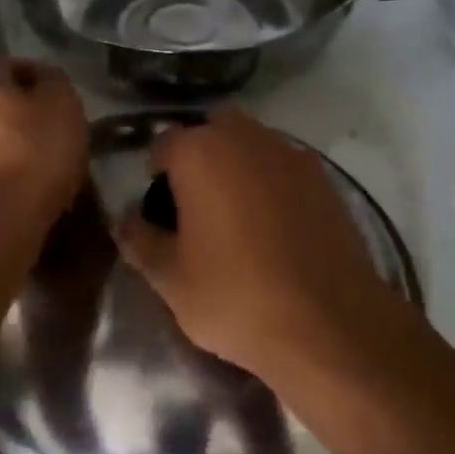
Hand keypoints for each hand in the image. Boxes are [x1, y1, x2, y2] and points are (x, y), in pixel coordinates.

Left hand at [0, 60, 87, 233]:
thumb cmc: (35, 154)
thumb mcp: (63, 106)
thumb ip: (56, 82)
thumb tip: (46, 78)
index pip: (15, 65)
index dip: (44, 79)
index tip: (67, 101)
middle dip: (28, 115)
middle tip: (59, 134)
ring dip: (15, 147)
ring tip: (47, 168)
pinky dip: (5, 177)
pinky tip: (26, 193)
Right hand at [113, 109, 403, 380]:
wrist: (329, 323)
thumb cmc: (235, 297)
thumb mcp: (170, 279)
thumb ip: (139, 240)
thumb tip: (125, 220)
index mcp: (201, 152)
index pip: (164, 143)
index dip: (155, 174)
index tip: (159, 211)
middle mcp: (247, 138)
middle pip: (212, 130)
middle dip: (199, 157)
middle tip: (196, 206)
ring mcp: (292, 155)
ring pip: (253, 144)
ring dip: (238, 166)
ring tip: (236, 217)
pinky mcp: (326, 179)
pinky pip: (285, 166)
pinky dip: (272, 183)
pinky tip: (275, 228)